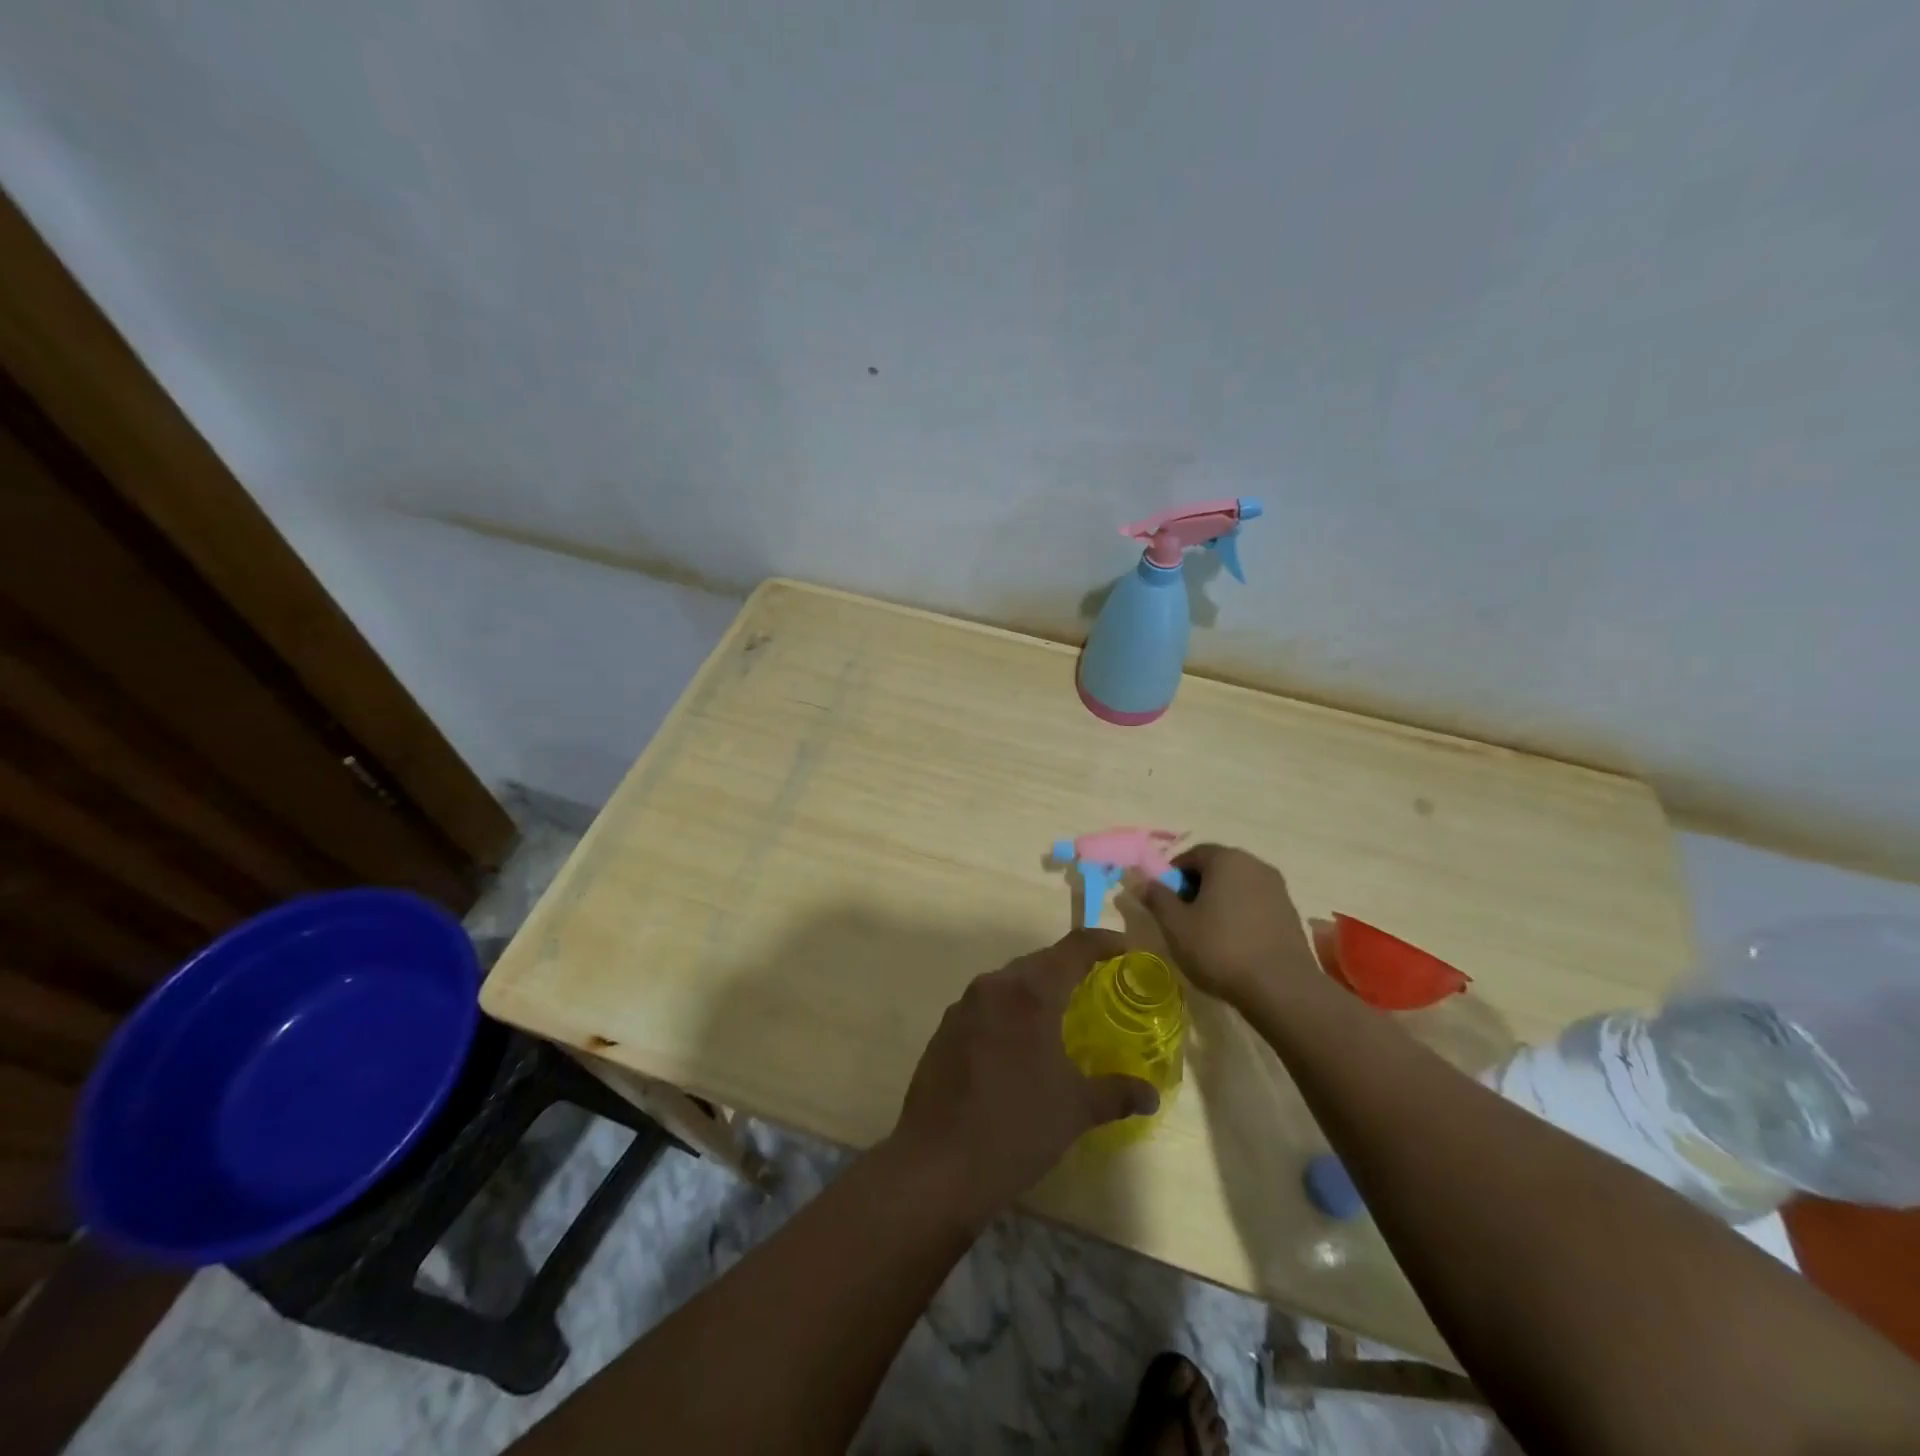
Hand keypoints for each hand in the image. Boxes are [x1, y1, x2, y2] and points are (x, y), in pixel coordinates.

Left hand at [888, 929, 1159, 1223]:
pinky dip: (1011, 1012)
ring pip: (1010, 982)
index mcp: (1029, 993)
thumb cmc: (1015, 1129)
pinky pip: (988, 1005)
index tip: (1127, 950)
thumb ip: (1116, 1093)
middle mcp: (994, 986)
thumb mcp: (1075, 1111)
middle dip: (1072, 968)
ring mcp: (963, 1006)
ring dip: (1038, 990)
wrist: (935, 1165)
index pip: (1075, 948)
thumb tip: (1150, 1094)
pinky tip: (1021, 1045)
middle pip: (1041, 960)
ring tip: (1064, 1017)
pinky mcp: (945, 1029)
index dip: (1105, 942)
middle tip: (1101, 987)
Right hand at [1124, 844, 1319, 1010]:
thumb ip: (1155, 896)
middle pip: (1216, 868)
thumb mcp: (1175, 925)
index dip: (1171, 876)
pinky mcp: (1290, 913)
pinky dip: (1239, 916)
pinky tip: (1233, 944)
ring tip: (1206, 934)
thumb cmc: (1220, 949)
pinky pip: (1255, 905)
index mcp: (1226, 859)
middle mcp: (1255, 864)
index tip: (1163, 902)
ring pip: (1236, 887)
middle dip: (1195, 888)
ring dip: (1218, 902)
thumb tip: (1138, 878)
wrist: (1282, 989)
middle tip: (1182, 918)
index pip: (1191, 855)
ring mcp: (1277, 888)